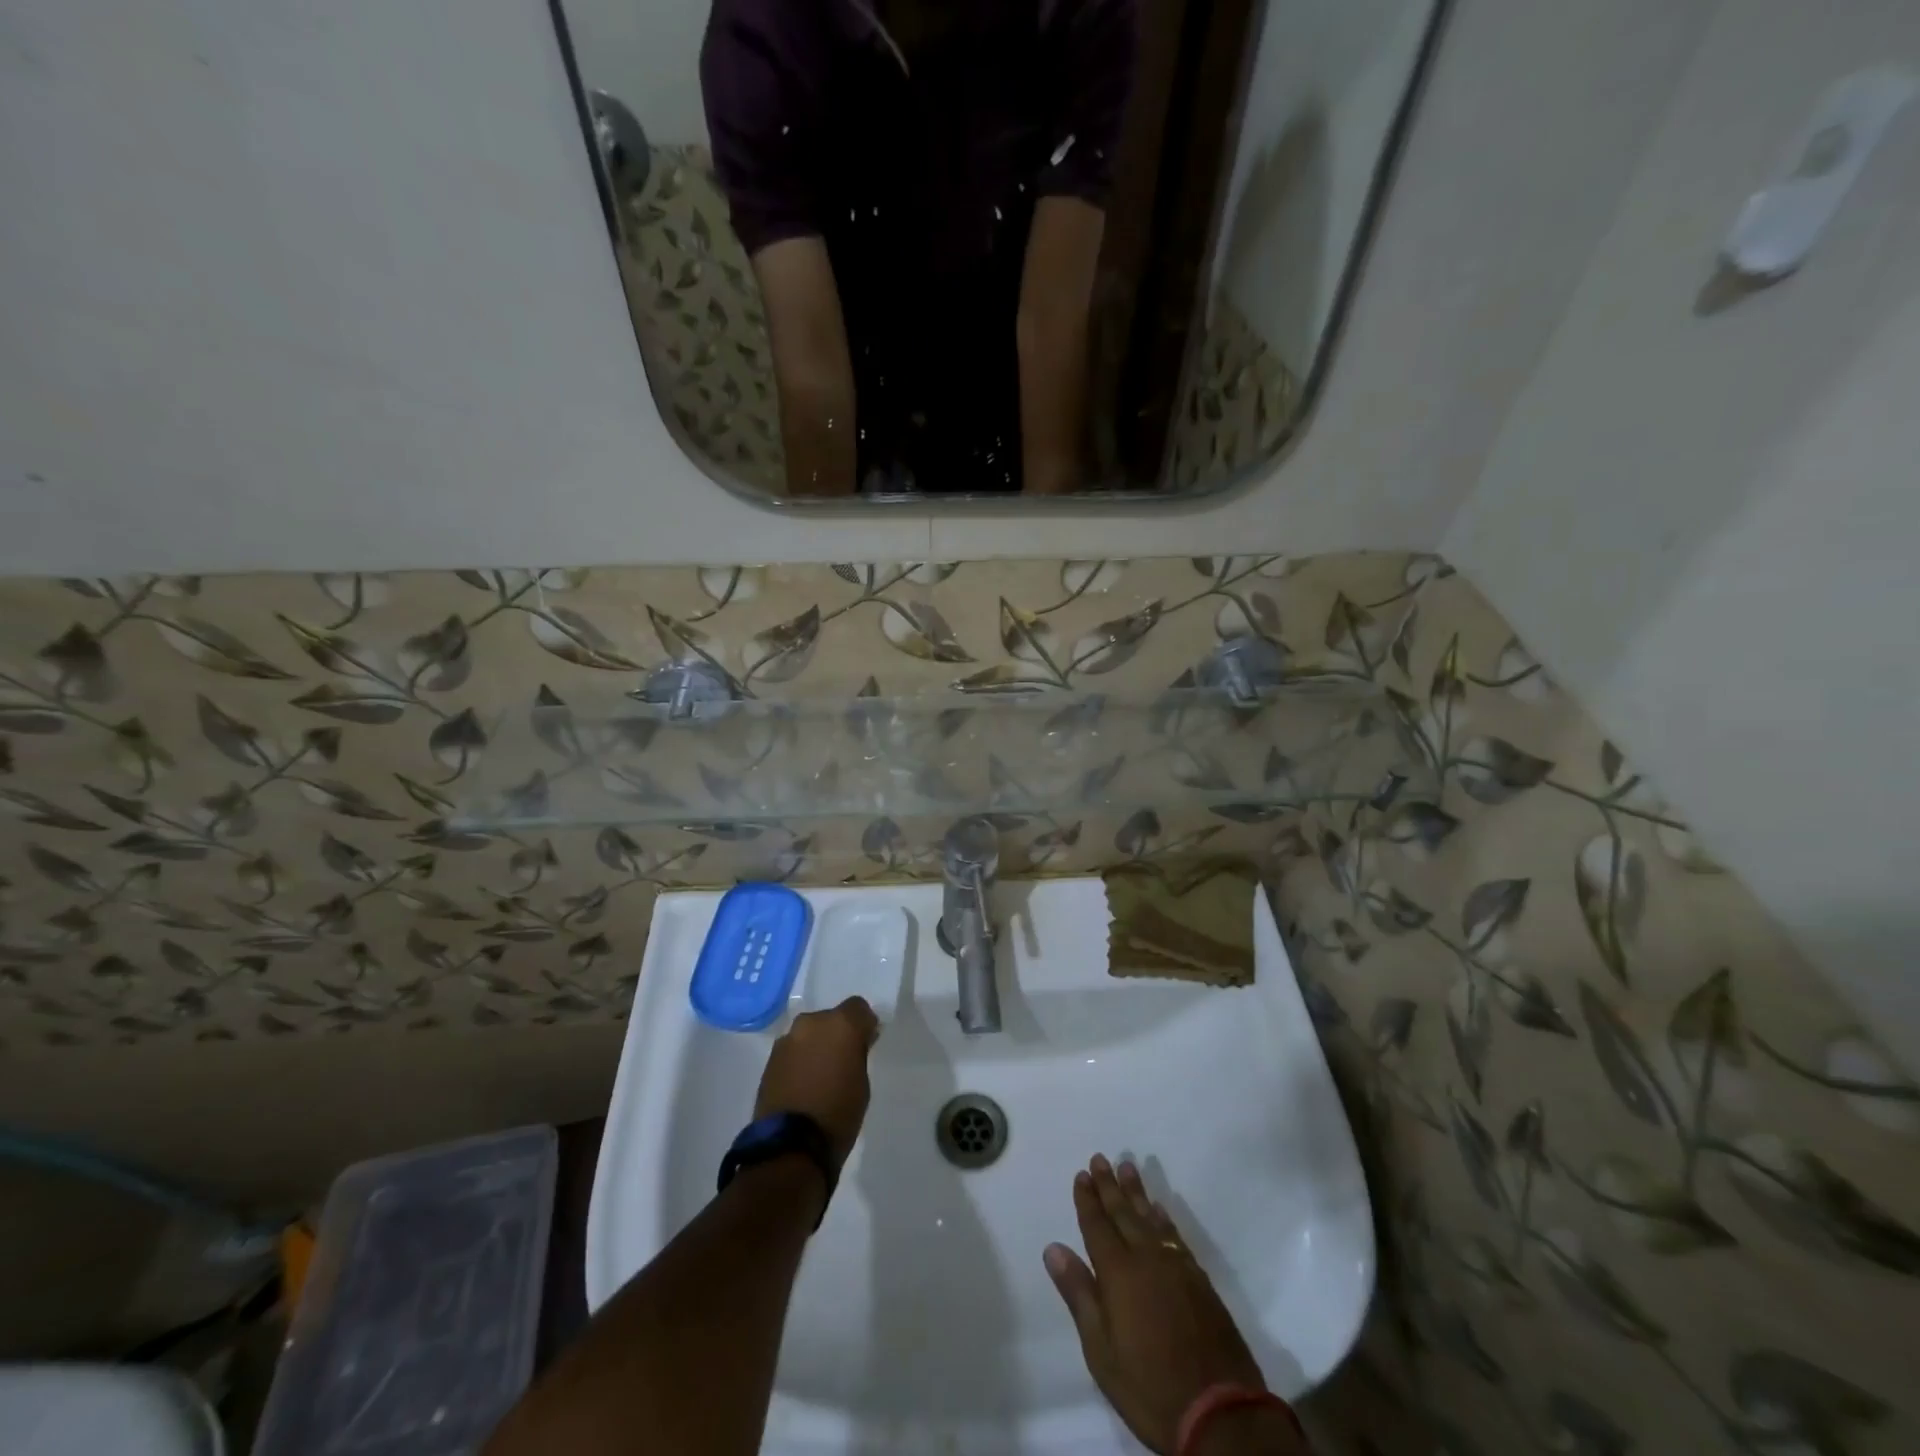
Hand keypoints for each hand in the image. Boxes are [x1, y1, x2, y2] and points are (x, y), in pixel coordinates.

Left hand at [753, 997, 879, 1168]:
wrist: (791, 1146)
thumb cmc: (838, 1114)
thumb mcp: (862, 1083)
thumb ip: (858, 1054)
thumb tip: (854, 1044)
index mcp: (840, 1024)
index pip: (858, 1007)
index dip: (863, 1024)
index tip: (866, 1044)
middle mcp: (812, 1023)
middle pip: (830, 1018)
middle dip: (837, 1034)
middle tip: (842, 1060)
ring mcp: (787, 1040)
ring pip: (809, 1034)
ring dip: (815, 1046)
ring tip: (819, 1075)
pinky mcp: (770, 1059)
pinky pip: (793, 1050)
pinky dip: (800, 1060)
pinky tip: (803, 1084)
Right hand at [1045, 1156, 1266, 1455]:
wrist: (1220, 1412)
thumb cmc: (1149, 1386)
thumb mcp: (1102, 1351)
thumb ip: (1079, 1294)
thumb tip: (1053, 1248)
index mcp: (1118, 1273)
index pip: (1097, 1226)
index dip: (1088, 1200)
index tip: (1081, 1174)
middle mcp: (1146, 1258)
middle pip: (1123, 1213)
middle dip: (1109, 1185)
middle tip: (1100, 1158)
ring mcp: (1176, 1266)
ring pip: (1150, 1217)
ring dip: (1136, 1192)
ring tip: (1127, 1167)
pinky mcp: (1199, 1280)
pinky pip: (1174, 1235)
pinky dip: (1163, 1217)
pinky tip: (1159, 1208)